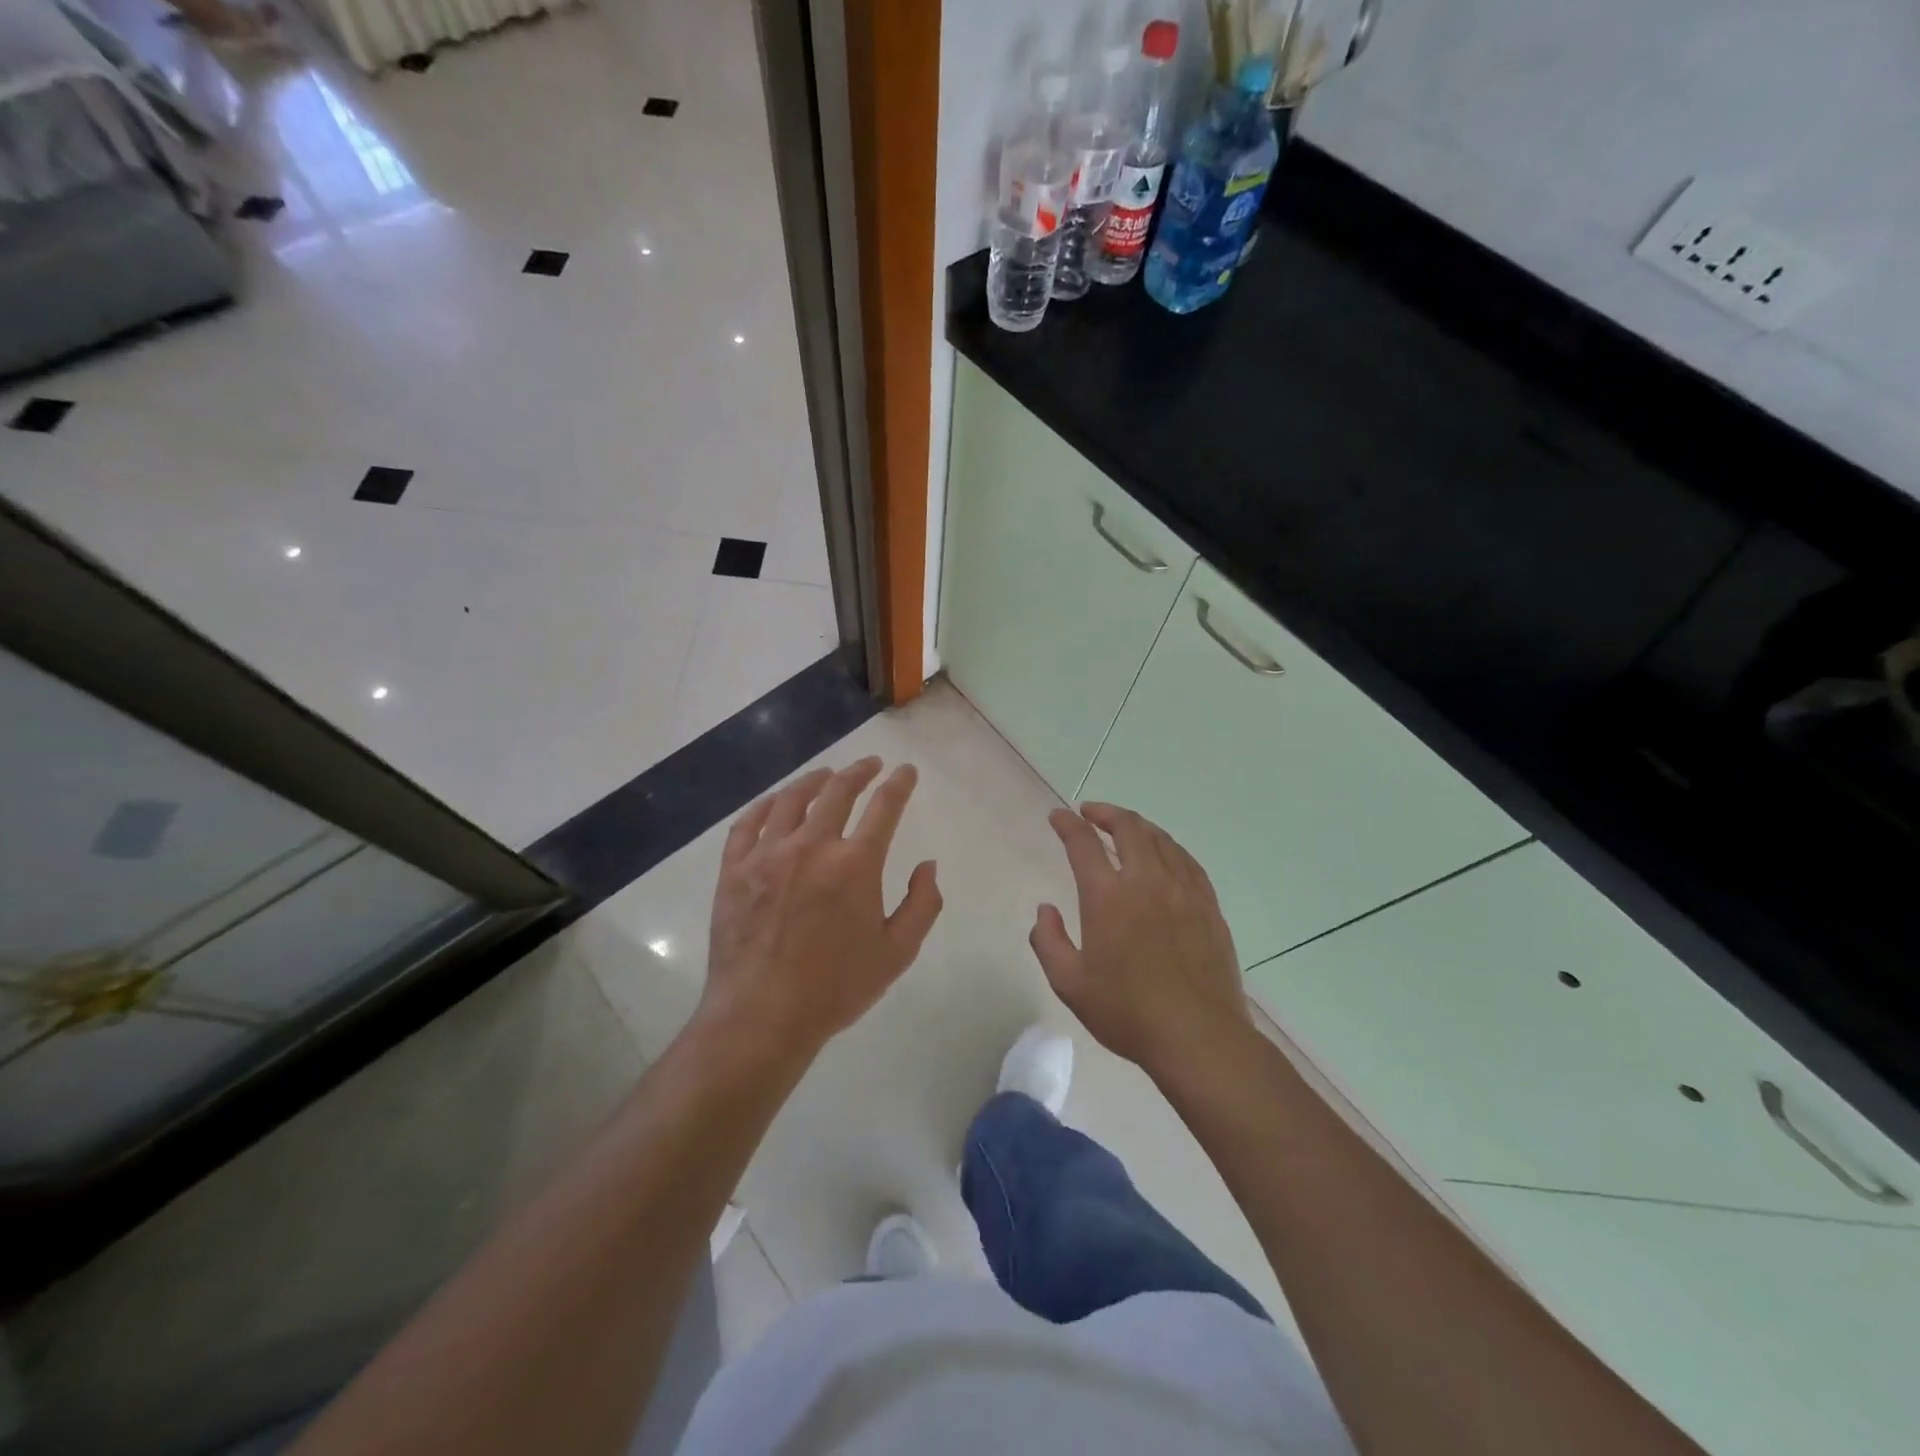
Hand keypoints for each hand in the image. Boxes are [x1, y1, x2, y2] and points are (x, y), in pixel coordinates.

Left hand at [697, 759, 942, 1069]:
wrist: (762, 1015)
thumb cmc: (836, 988)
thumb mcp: (897, 952)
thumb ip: (923, 904)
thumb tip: (927, 865)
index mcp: (856, 864)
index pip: (884, 807)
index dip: (899, 784)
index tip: (906, 771)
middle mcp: (812, 846)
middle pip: (838, 792)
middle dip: (859, 771)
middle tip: (870, 764)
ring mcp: (768, 854)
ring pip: (791, 799)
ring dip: (814, 780)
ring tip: (825, 774)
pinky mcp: (734, 870)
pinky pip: (747, 823)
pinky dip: (764, 805)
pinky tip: (774, 802)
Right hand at [1031, 803, 1252, 1081]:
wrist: (1199, 1037)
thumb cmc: (1128, 1013)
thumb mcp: (1070, 984)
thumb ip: (1048, 941)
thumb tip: (1045, 909)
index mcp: (1108, 897)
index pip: (1083, 843)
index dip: (1067, 824)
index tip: (1058, 816)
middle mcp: (1146, 881)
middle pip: (1128, 828)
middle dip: (1105, 813)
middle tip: (1090, 812)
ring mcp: (1183, 891)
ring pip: (1161, 839)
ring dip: (1137, 825)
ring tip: (1124, 826)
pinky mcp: (1208, 906)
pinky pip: (1187, 861)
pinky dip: (1168, 847)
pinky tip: (1164, 854)